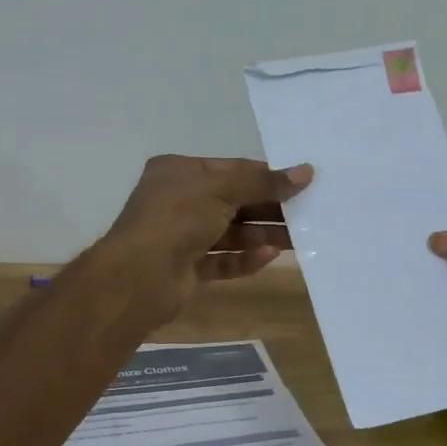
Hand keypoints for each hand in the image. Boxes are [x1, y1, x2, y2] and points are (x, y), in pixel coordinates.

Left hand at [97, 155, 312, 321]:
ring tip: (299, 238)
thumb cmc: (176, 219)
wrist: (139, 277)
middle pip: (234, 201)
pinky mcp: (188, 268)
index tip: (301, 183)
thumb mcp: (221, 189)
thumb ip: (264, 182)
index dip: (265, 175)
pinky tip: (269, 256)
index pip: (231, 169)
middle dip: (268, 207)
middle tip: (307, 212)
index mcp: (179, 172)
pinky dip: (245, 258)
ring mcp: (183, 237)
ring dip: (262, 234)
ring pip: (231, 233)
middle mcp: (179, 201)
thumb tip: (306, 172)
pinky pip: (223, 260)